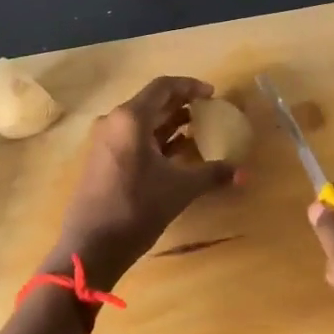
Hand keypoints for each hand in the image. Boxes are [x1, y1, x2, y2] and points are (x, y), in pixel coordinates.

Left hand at [46, 76, 235, 287]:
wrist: (90, 247)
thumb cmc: (136, 208)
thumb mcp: (180, 189)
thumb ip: (212, 174)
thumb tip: (243, 173)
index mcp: (130, 118)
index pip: (163, 86)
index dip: (190, 86)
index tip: (212, 95)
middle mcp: (114, 121)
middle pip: (152, 102)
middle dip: (181, 104)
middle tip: (208, 111)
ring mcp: (105, 141)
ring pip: (142, 121)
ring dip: (169, 122)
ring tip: (197, 130)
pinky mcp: (102, 160)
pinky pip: (133, 138)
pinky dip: (155, 139)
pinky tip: (176, 153)